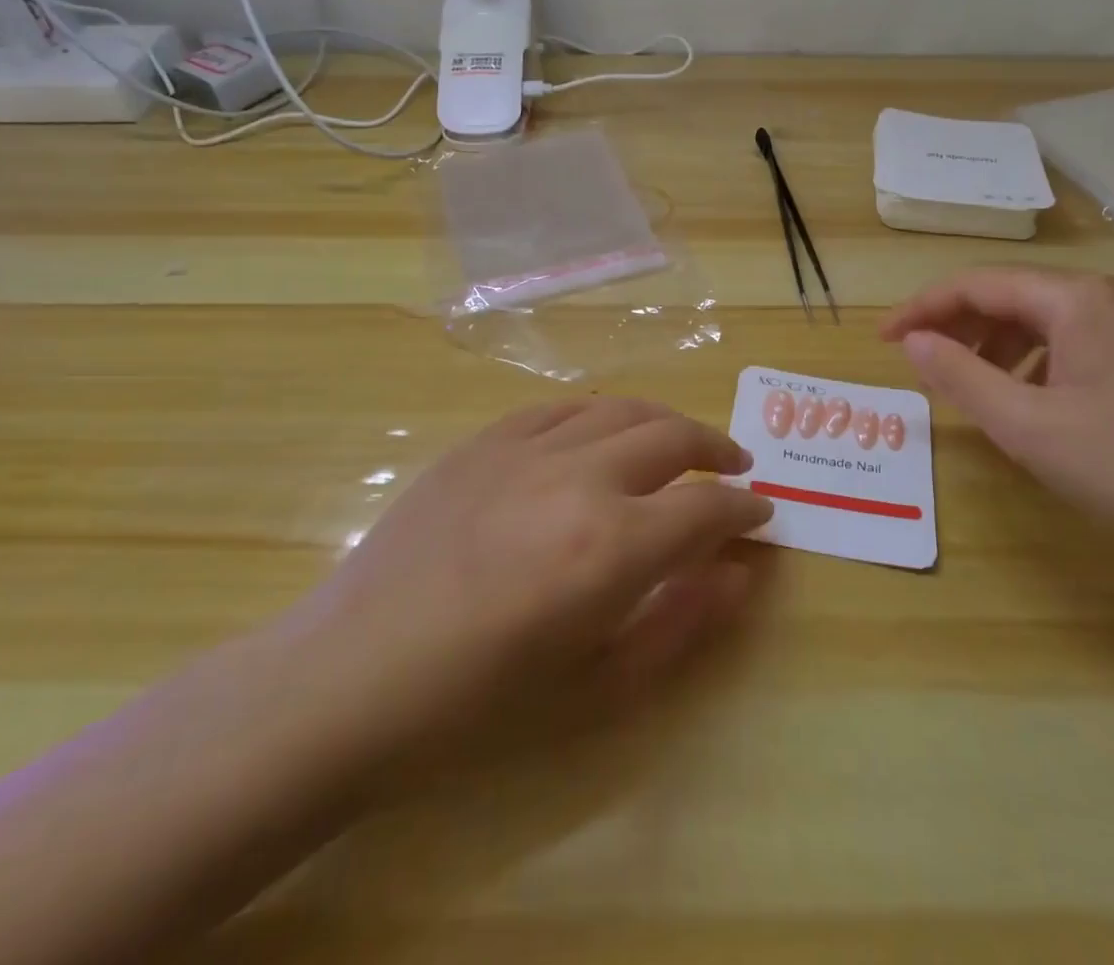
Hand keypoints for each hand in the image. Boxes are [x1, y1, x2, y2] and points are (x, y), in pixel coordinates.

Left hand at [276, 397, 772, 768]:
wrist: (352, 677)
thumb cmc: (478, 706)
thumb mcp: (597, 688)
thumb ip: (680, 623)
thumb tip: (738, 573)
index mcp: (611, 547)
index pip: (707, 507)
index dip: (745, 508)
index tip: (761, 514)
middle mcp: (577, 478)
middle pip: (672, 436)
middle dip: (716, 449)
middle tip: (735, 466)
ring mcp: (525, 449)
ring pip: (618, 408)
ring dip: (663, 421)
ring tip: (679, 441)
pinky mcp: (482, 441)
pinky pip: (557, 406)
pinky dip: (597, 413)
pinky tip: (601, 431)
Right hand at [882, 267, 1113, 562]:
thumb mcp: (1030, 427)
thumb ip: (961, 377)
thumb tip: (912, 342)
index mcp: (1076, 298)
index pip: (977, 284)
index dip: (922, 309)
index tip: (882, 341)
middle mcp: (1109, 297)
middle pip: (1011, 295)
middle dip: (957, 326)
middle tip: (919, 365)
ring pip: (1044, 320)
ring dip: (995, 346)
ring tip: (969, 387)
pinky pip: (1076, 343)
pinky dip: (1035, 364)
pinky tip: (1031, 403)